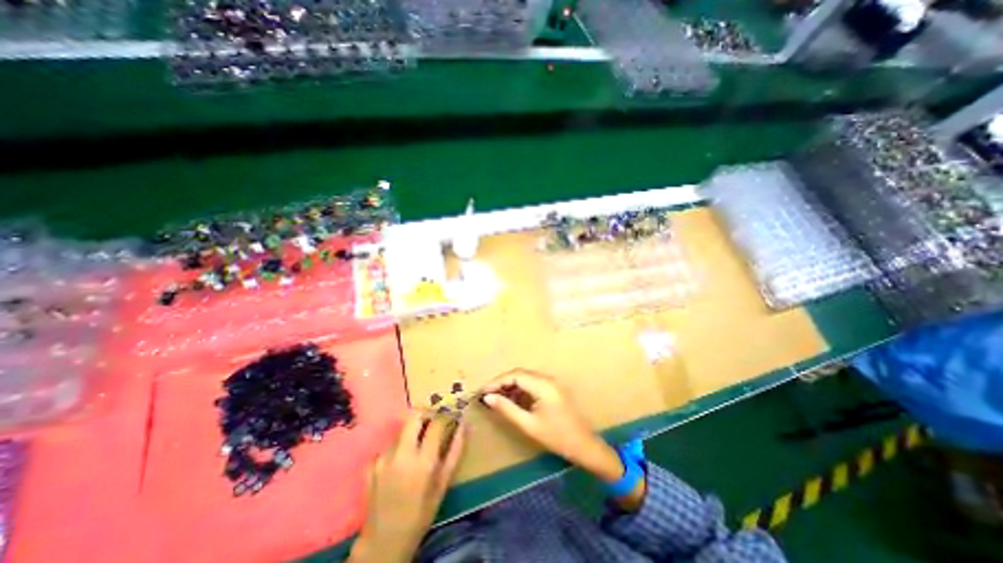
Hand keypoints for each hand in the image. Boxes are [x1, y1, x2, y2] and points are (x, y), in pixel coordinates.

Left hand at [351, 408, 465, 561]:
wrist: (384, 541)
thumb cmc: (421, 512)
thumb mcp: (443, 483)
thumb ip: (455, 451)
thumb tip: (464, 425)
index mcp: (423, 461)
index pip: (436, 423)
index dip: (444, 417)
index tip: (448, 418)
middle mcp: (402, 454)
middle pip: (414, 416)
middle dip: (425, 416)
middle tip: (431, 425)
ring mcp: (383, 458)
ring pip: (401, 430)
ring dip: (411, 433)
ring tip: (415, 450)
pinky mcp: (371, 464)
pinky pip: (389, 445)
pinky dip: (397, 448)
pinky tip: (399, 464)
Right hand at [482, 370, 623, 482]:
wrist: (584, 445)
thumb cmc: (556, 437)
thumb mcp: (529, 425)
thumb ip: (507, 409)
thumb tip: (488, 398)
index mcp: (543, 386)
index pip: (516, 375)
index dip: (498, 381)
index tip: (484, 391)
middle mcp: (548, 379)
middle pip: (520, 374)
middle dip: (503, 382)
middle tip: (488, 394)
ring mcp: (552, 382)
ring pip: (526, 377)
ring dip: (511, 384)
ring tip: (497, 397)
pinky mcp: (553, 388)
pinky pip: (533, 383)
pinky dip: (521, 388)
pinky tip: (513, 399)